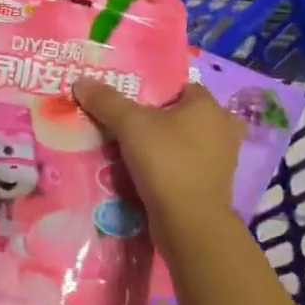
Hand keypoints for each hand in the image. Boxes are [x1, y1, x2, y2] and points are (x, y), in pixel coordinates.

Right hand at [74, 78, 242, 247]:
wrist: (189, 223)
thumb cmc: (166, 161)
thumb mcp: (130, 125)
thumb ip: (106, 101)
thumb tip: (81, 81)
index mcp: (209, 105)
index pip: (180, 86)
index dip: (154, 90)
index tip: (128, 99)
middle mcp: (223, 128)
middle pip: (182, 114)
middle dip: (159, 118)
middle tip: (127, 123)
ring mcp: (222, 159)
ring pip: (185, 141)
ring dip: (164, 143)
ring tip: (132, 147)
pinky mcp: (214, 184)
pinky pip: (187, 164)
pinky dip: (170, 165)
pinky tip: (146, 170)